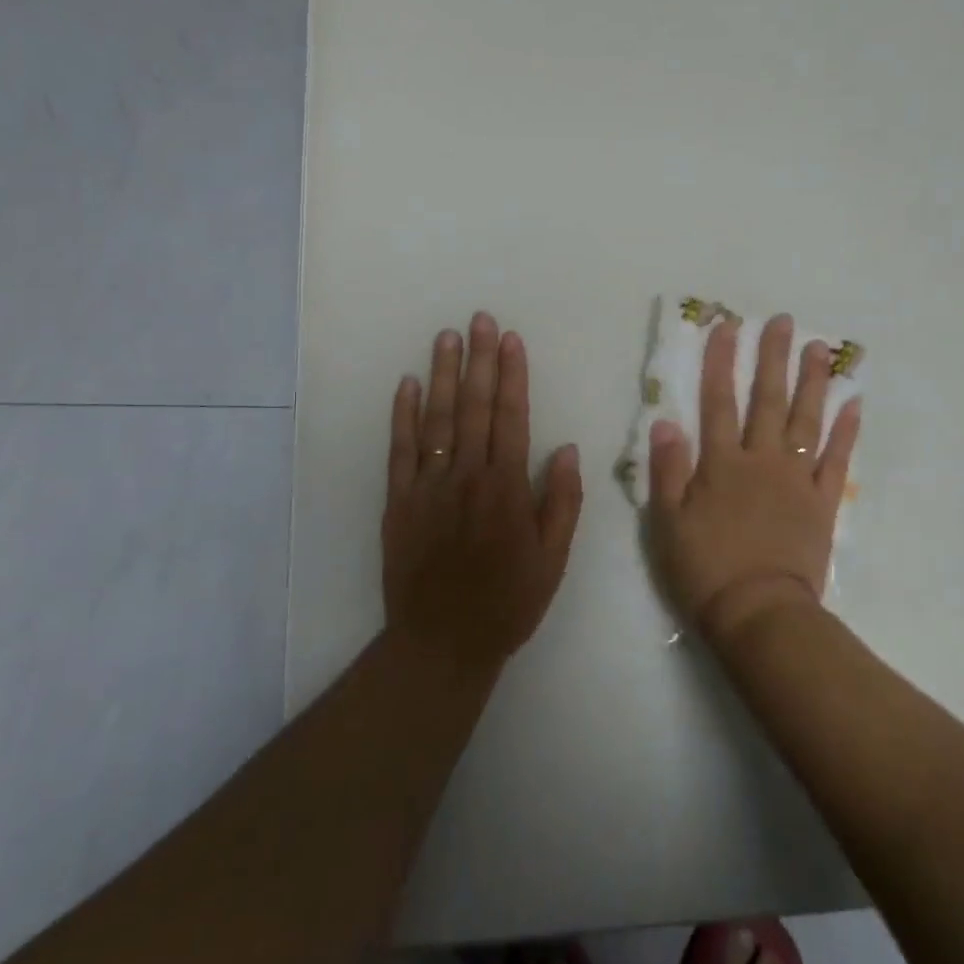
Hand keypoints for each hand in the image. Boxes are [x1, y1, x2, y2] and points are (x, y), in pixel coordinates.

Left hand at [382, 312, 583, 675]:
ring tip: (447, 337)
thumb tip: (564, 447)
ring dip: (442, 375)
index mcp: (507, 489)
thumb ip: (561, 501)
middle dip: (478, 360)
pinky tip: (407, 384)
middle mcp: (466, 477)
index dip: (511, 375)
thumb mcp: (553, 560)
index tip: (510, 340)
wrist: (441, 643)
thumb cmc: (507, 602)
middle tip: (479, 319)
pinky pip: (399, 451)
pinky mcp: (398, 502)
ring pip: (436, 420)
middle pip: (472, 408)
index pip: (511, 417)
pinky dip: (402, 415)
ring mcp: (427, 487)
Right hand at [649, 313, 860, 647]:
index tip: (727, 326)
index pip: (718, 402)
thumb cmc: (705, 569)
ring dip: (813, 383)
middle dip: (773, 358)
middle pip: (767, 400)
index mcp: (721, 464)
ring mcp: (796, 479)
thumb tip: (665, 421)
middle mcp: (761, 460)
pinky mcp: (822, 503)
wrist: (758, 612)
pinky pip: (836, 460)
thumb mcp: (667, 522)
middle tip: (784, 322)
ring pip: (806, 421)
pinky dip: (845, 432)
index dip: (721, 362)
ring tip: (821, 349)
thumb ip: (667, 470)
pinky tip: (853, 405)